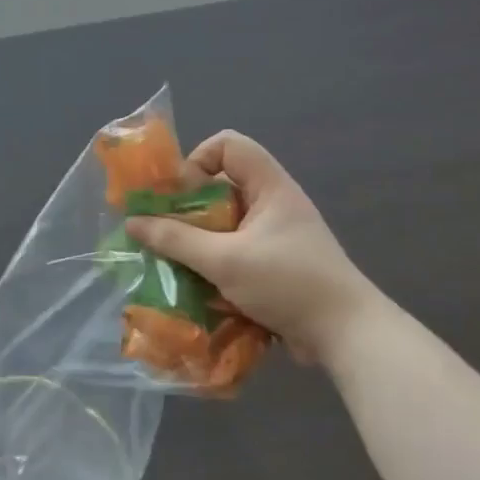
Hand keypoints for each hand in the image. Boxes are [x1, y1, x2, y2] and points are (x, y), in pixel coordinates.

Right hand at [125, 131, 382, 363]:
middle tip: (163, 232)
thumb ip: (176, 240)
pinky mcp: (272, 266)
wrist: (346, 335)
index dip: (198, 159)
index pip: (228, 144)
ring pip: (222, 224)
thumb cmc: (288, 283)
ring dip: (195, 241)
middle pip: (219, 186)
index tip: (179, 194)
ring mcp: (273, 236)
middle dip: (186, 208)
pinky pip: (231, 251)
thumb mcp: (225, 260)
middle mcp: (271, 204)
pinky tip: (195, 286)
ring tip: (173, 262)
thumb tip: (133, 223)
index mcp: (269, 187)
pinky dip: (211, 264)